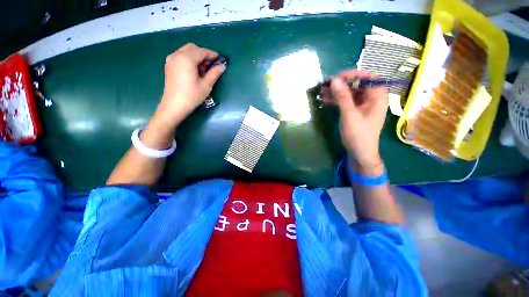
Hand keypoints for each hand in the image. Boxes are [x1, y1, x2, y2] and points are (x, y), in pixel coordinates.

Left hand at [155, 43, 225, 127]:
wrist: (174, 106)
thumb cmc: (192, 96)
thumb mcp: (206, 85)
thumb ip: (214, 73)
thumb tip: (222, 66)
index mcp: (186, 59)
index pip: (201, 51)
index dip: (212, 54)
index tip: (220, 59)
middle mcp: (177, 55)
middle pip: (192, 48)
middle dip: (203, 54)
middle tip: (212, 64)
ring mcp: (171, 60)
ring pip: (186, 51)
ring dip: (196, 56)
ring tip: (204, 69)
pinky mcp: (169, 65)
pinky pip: (180, 56)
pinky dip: (189, 59)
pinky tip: (194, 70)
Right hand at [330, 70, 387, 171]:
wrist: (359, 153)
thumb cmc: (358, 135)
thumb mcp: (349, 115)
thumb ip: (342, 97)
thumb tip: (334, 80)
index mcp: (377, 97)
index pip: (367, 78)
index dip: (352, 75)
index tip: (336, 77)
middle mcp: (372, 98)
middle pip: (357, 84)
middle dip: (340, 84)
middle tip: (325, 85)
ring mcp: (363, 105)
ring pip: (350, 93)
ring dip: (336, 92)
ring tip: (322, 92)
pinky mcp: (356, 111)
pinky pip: (346, 101)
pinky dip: (337, 100)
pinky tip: (326, 100)